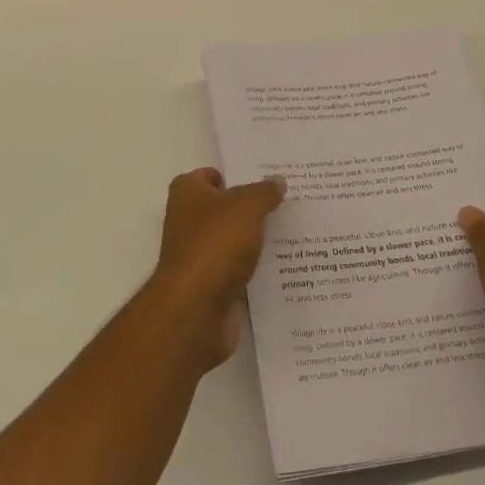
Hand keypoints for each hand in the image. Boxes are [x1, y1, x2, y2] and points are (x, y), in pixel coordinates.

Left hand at [147, 168, 285, 367]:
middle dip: (253, 207)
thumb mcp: (245, 207)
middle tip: (291, 202)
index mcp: (187, 193)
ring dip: (258, 239)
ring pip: (235, 240)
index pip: (210, 175)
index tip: (268, 177)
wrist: (196, 309)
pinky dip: (258, 269)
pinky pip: (240, 270)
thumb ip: (263, 192)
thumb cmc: (214, 245)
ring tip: (297, 231)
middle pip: (225, 207)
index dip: (237, 174)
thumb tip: (277, 181)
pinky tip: (288, 265)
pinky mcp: (213, 285)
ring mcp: (200, 255)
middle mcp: (189, 221)